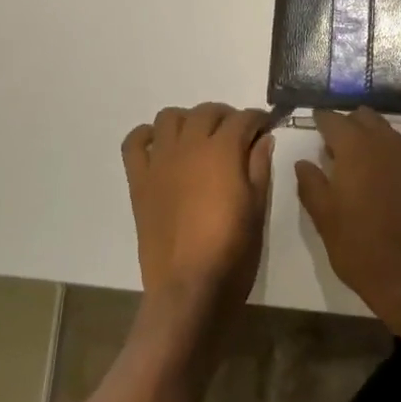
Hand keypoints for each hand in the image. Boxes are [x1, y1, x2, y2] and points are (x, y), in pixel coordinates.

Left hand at [122, 103, 273, 329]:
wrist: (189, 290)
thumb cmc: (232, 251)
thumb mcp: (257, 209)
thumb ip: (260, 167)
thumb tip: (262, 138)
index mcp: (223, 152)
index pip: (243, 119)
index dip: (257, 119)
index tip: (265, 127)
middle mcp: (189, 146)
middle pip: (207, 111)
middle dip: (226, 116)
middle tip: (237, 135)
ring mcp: (160, 162)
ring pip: (170, 117)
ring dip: (188, 120)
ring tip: (199, 139)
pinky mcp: (139, 180)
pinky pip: (135, 143)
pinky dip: (147, 136)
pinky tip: (161, 147)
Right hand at [295, 108, 400, 327]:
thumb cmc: (361, 247)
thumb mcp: (324, 218)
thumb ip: (311, 184)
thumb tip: (304, 163)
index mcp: (356, 147)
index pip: (334, 119)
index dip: (322, 121)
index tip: (315, 126)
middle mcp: (388, 143)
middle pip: (366, 119)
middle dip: (351, 126)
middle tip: (338, 149)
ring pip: (392, 137)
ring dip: (376, 144)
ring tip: (366, 170)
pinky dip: (399, 166)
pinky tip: (396, 191)